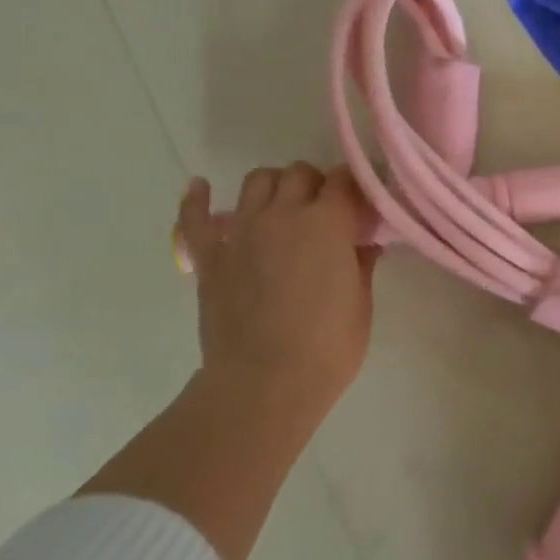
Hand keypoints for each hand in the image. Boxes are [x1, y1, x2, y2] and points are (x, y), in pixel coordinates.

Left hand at [175, 163, 377, 435]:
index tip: (362, 204)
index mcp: (328, 223)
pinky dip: (198, 200)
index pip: (344, 180)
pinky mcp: (211, 257)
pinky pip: (196, 218)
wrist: (263, 385)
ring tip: (282, 209)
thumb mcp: (362, 304)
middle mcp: (283, 215)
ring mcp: (242, 233)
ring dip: (274, 187)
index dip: (355, 187)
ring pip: (257, 181)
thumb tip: (363, 244)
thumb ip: (361, 264)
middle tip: (326, 212)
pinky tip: (201, 189)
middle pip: (299, 173)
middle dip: (316, 185)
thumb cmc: (327, 347)